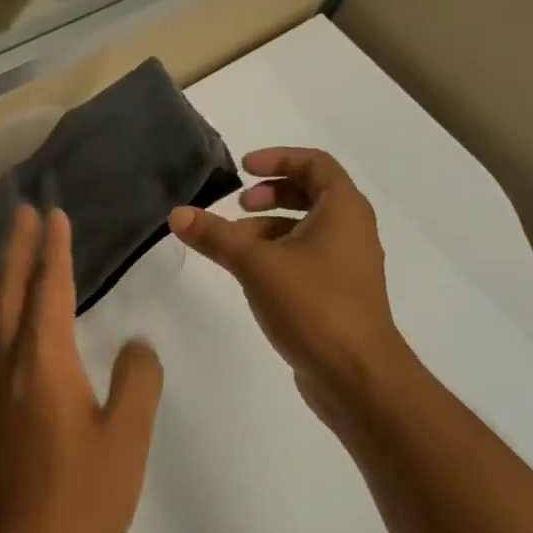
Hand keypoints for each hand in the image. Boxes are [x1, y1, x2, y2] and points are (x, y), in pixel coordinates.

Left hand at [0, 206, 164, 532]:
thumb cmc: (77, 504)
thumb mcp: (126, 442)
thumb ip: (136, 384)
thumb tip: (136, 345)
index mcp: (43, 363)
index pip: (49, 289)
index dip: (54, 250)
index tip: (54, 214)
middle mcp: (8, 366)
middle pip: (9, 292)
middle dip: (18, 248)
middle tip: (26, 211)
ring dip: (7, 277)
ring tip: (18, 251)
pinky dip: (5, 313)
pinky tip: (17, 323)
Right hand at [168, 147, 411, 429]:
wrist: (355, 374)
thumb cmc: (313, 305)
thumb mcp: (256, 264)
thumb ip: (216, 236)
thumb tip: (177, 213)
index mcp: (344, 210)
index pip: (315, 163)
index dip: (278, 158)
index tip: (243, 169)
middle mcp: (352, 230)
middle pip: (312, 194)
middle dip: (272, 194)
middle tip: (238, 205)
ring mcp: (348, 264)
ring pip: (306, 229)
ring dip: (269, 227)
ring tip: (234, 245)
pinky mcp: (338, 294)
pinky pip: (307, 258)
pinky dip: (279, 254)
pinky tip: (251, 276)